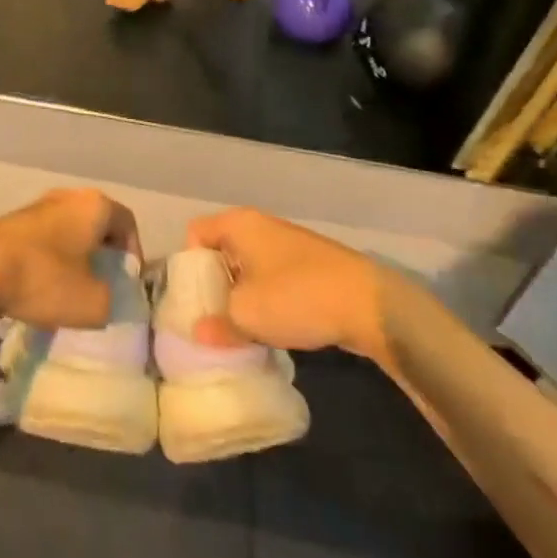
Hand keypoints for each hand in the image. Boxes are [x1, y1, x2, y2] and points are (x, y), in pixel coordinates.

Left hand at [0, 189, 140, 329]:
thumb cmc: (45, 279)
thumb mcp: (94, 304)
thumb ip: (112, 300)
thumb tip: (107, 297)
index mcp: (95, 206)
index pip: (128, 223)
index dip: (133, 254)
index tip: (127, 282)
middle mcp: (68, 196)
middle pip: (96, 225)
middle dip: (102, 255)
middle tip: (102, 286)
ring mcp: (37, 205)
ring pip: (68, 231)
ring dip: (74, 258)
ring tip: (70, 291)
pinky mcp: (12, 221)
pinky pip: (43, 239)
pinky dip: (49, 260)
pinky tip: (40, 287)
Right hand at [185, 208, 385, 357]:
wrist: (368, 304)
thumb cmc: (295, 296)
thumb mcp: (246, 315)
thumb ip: (217, 324)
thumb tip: (200, 333)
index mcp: (239, 224)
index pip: (195, 234)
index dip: (188, 266)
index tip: (192, 299)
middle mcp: (261, 226)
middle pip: (222, 251)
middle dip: (215, 285)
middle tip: (211, 319)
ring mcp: (289, 244)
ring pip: (250, 268)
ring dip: (243, 297)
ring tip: (240, 330)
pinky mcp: (311, 266)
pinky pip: (274, 279)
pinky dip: (268, 300)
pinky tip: (273, 329)